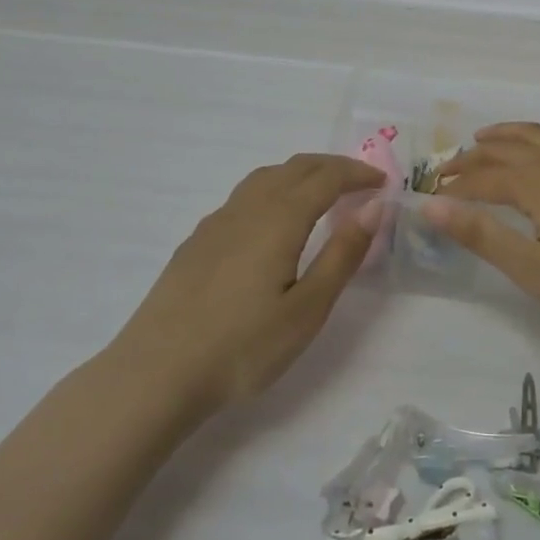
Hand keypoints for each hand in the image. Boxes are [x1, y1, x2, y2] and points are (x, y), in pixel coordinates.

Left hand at [116, 154, 384, 416]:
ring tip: (320, 194)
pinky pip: (244, 196)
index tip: (382, 183)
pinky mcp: (197, 240)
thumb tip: (373, 208)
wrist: (157, 372)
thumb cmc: (242, 347)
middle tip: (359, 182)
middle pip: (295, 167)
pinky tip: (271, 223)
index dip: (357, 174)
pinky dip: (273, 191)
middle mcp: (248, 207)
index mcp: (279, 218)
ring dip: (300, 174)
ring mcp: (217, 221)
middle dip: (332, 167)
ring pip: (265, 177)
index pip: (326, 178)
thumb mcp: (307, 309)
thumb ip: (342, 255)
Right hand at [429, 97, 539, 345]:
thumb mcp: (534, 269)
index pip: (483, 180)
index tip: (432, 201)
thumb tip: (429, 206)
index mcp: (535, 186)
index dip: (455, 189)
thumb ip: (481, 235)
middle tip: (448, 172)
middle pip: (505, 151)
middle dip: (472, 159)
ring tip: (483, 137)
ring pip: (539, 135)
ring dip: (507, 133)